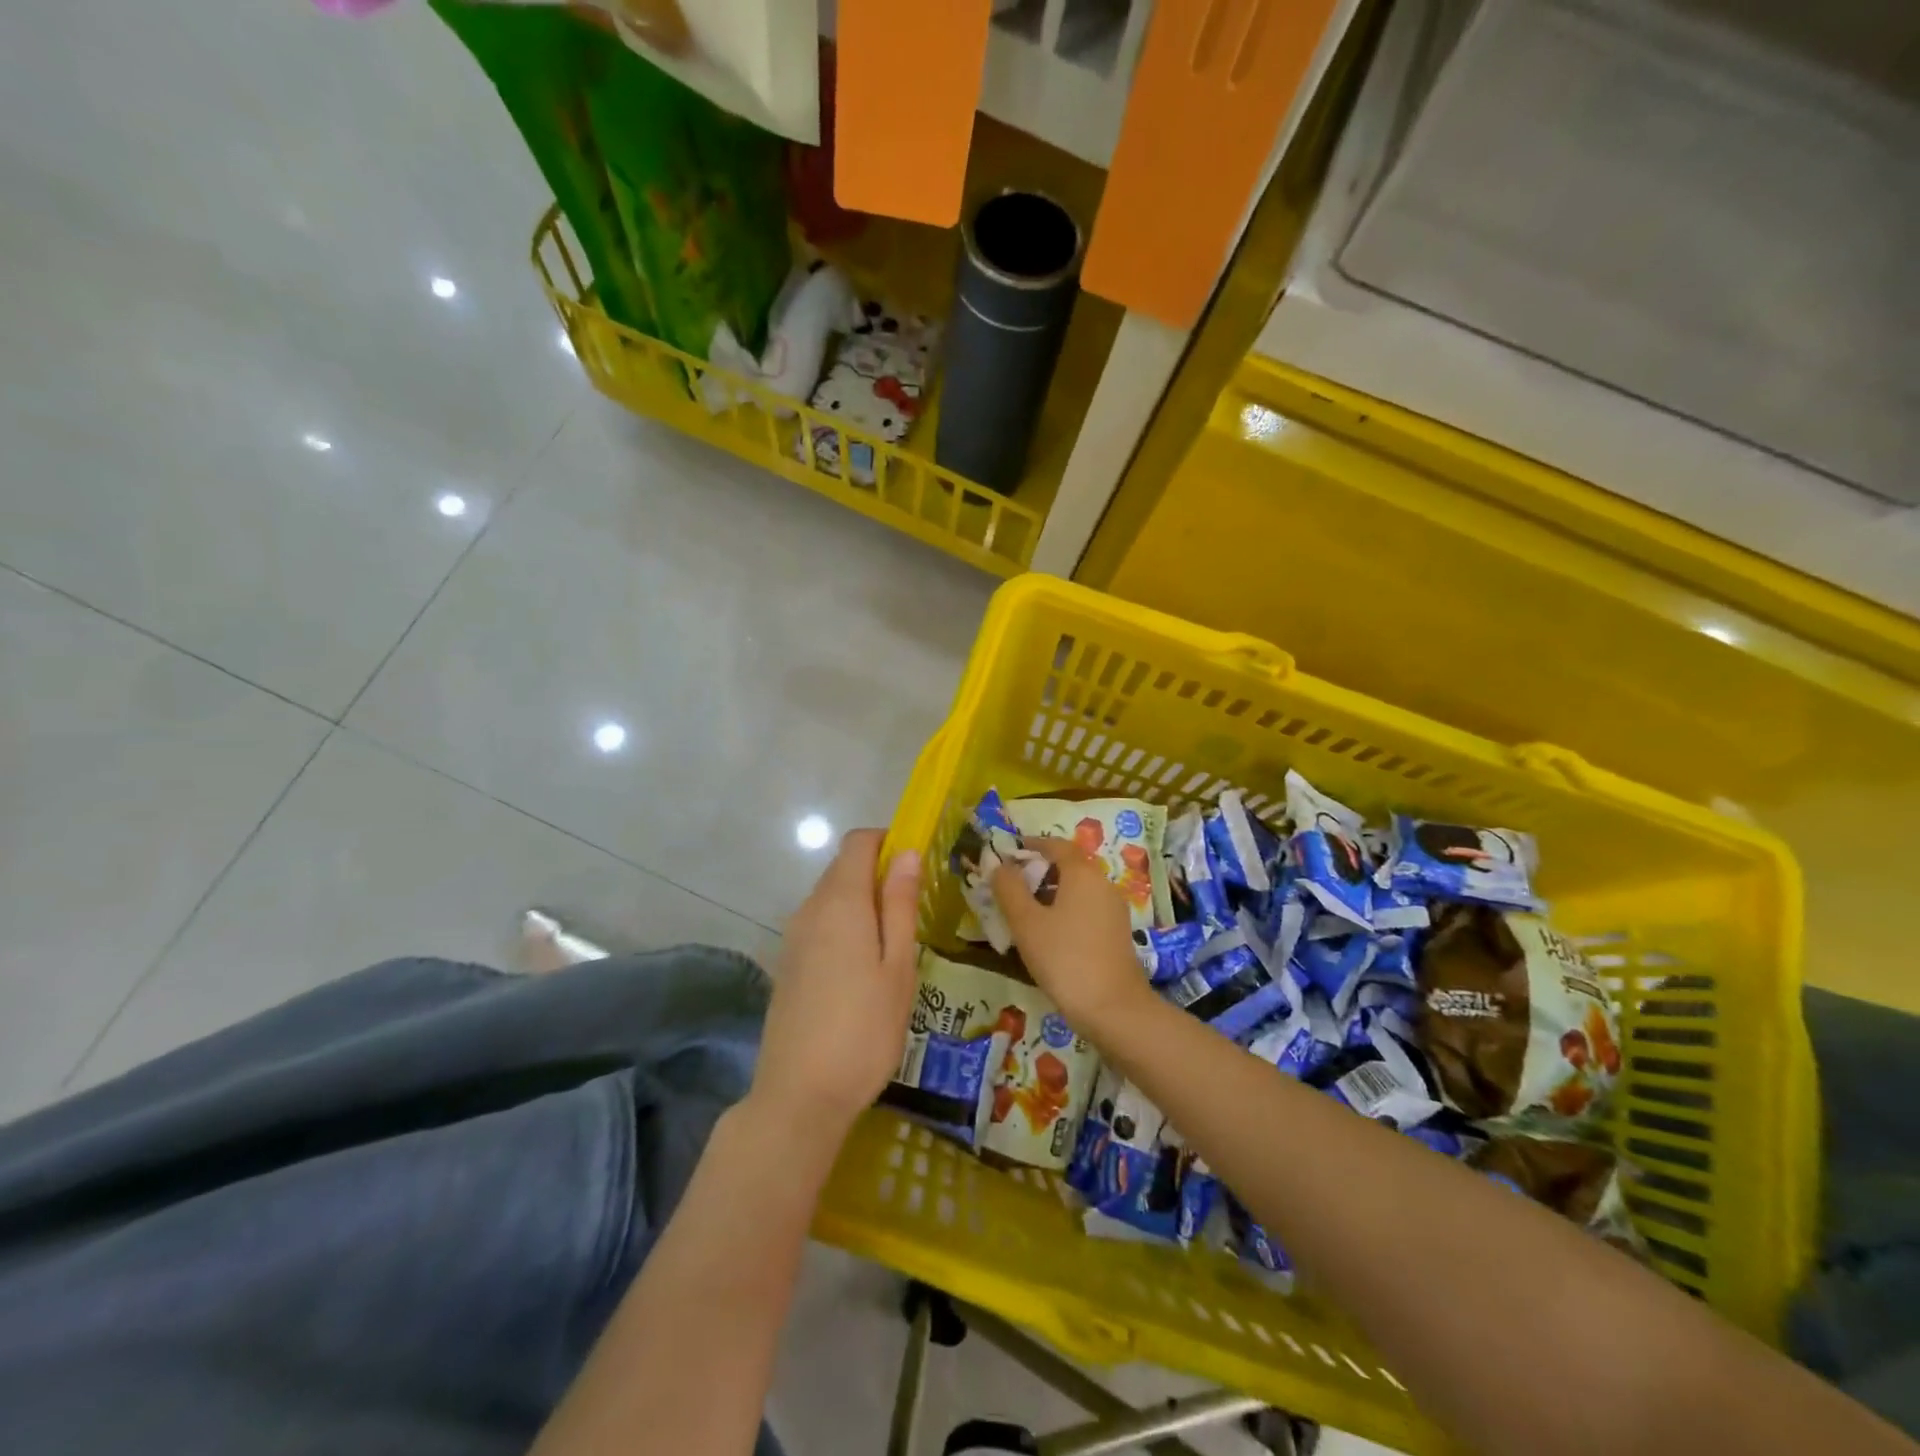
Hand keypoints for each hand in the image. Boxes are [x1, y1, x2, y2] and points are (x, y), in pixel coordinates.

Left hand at [752, 829, 920, 1140]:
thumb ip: (900, 904)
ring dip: (862, 903)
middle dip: (878, 875)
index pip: (858, 842)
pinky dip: (844, 927)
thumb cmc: (864, 1029)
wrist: (799, 1096)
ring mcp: (792, 937)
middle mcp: (809, 909)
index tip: (917, 865)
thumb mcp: (898, 966)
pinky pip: (819, 925)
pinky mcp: (787, 964)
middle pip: (843, 868)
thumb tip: (906, 853)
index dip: (888, 842)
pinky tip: (863, 970)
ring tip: (894, 946)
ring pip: (831, 898)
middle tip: (914, 911)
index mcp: (840, 902)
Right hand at [992, 837, 1147, 1033]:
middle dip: (1037, 871)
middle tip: (1009, 886)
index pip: (1056, 845)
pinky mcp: (1117, 933)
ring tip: (1023, 913)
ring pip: (1077, 890)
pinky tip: (1048, 935)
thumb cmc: (1065, 958)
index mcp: (1083, 873)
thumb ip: (1009, 889)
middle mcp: (1103, 884)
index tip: (1007, 854)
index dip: (1031, 845)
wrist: (1114, 1009)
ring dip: (1050, 893)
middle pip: (1068, 866)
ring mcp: (1113, 910)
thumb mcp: (1026, 923)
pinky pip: (1086, 909)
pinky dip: (1065, 911)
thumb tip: (998, 864)